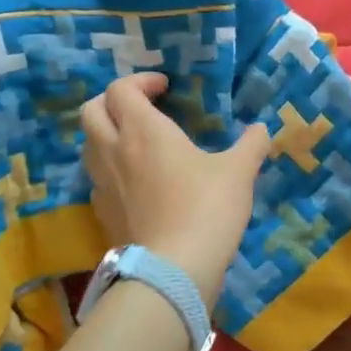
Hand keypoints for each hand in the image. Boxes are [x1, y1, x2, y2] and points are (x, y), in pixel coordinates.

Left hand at [81, 73, 269, 306]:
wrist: (173, 269)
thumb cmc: (206, 208)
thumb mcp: (239, 172)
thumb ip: (251, 145)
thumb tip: (262, 130)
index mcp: (142, 130)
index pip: (120, 89)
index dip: (140, 81)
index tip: (165, 88)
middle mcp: (113, 150)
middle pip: (91, 111)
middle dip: (111, 101)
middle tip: (140, 108)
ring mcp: (102, 184)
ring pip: (89, 145)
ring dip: (107, 135)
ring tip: (136, 144)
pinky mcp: (102, 213)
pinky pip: (97, 180)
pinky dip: (110, 170)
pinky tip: (135, 183)